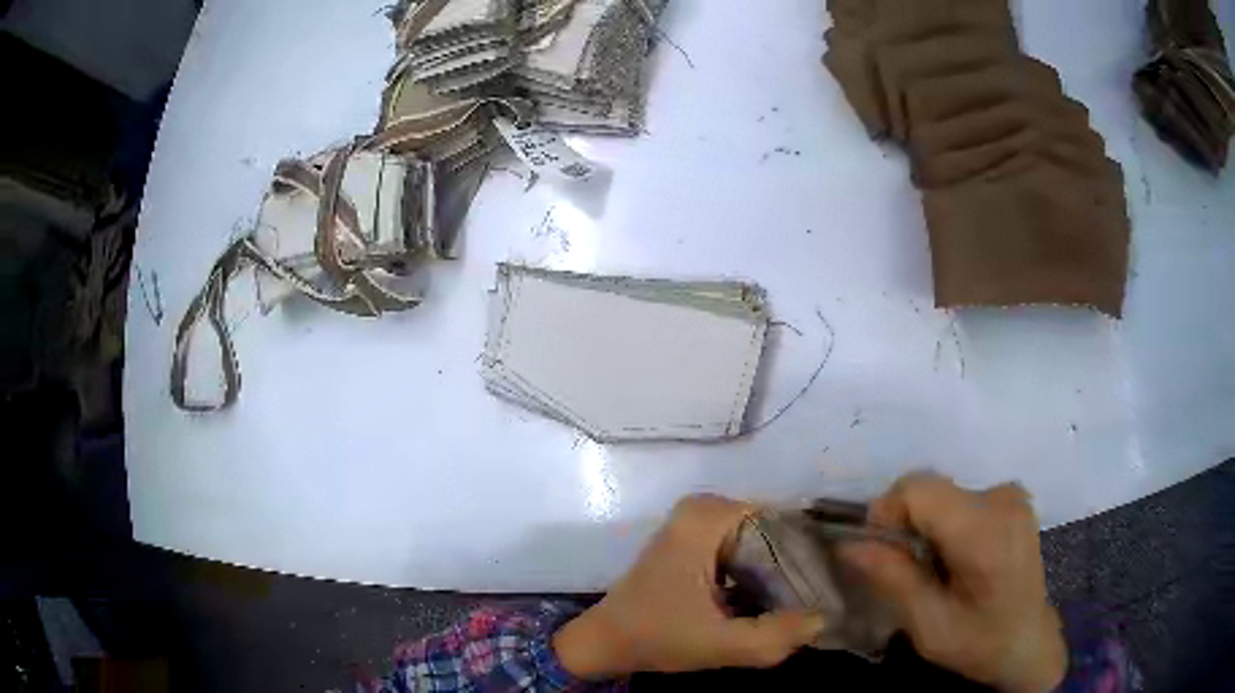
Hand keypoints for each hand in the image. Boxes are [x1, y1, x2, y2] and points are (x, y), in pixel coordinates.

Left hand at [554, 494, 823, 677]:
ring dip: (778, 569)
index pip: (782, 520)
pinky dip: (757, 570)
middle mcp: (703, 509)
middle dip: (794, 562)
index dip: (808, 552)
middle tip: (816, 596)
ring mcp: (695, 524)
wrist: (605, 641)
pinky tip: (773, 599)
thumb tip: (824, 618)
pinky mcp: (693, 542)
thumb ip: (774, 636)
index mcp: (706, 518)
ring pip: (759, 539)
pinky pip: (742, 547)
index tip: (827, 583)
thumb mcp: (719, 644)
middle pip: (772, 529)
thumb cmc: (654, 636)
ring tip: (801, 600)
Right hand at [841, 473, 1066, 691]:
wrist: (1028, 641)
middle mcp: (1001, 498)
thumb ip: (892, 578)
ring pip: (944, 493)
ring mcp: (1011, 494)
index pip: (919, 489)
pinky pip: (962, 497)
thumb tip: (848, 543)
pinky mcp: (1013, 498)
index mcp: (984, 531)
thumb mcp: (928, 624)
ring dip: (925, 525)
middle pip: (930, 489)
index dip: (887, 512)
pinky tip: (956, 557)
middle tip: (906, 570)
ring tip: (933, 568)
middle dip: (906, 524)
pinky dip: (946, 522)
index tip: (878, 551)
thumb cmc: (979, 641)